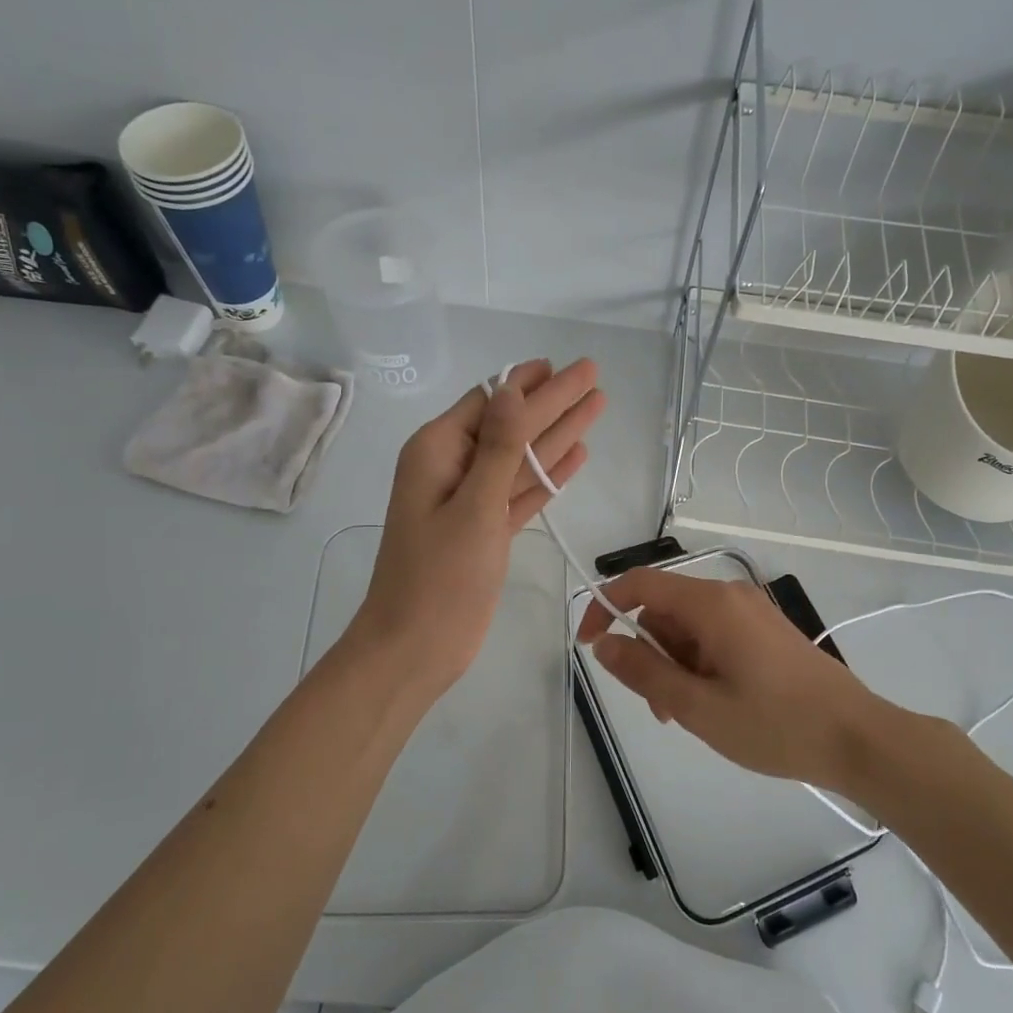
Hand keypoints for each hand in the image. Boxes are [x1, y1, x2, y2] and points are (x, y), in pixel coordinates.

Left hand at [352, 358, 604, 699]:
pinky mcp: (486, 530)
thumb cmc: (439, 577)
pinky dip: (548, 476)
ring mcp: (470, 501)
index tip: (566, 364)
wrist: (416, 647)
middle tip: (593, 376)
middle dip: (554, 402)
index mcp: (438, 451)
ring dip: (558, 435)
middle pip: (513, 425)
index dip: (531, 382)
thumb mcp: (473, 506)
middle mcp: (453, 468)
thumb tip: (512, 388)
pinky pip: (522, 491)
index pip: (492, 401)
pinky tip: (576, 457)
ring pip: (522, 457)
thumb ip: (499, 447)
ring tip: (596, 407)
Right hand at [575, 567, 886, 791]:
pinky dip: (701, 665)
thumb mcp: (697, 706)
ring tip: (689, 715)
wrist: (858, 738)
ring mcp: (752, 612)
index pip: (640, 584)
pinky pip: (715, 637)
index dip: (604, 607)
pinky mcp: (766, 632)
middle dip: (649, 653)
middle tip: (658, 707)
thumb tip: (603, 643)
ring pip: (689, 628)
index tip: (589, 645)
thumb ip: (644, 671)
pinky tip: (714, 704)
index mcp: (711, 604)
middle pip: (665, 610)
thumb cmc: (775, 724)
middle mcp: (730, 596)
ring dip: (675, 665)